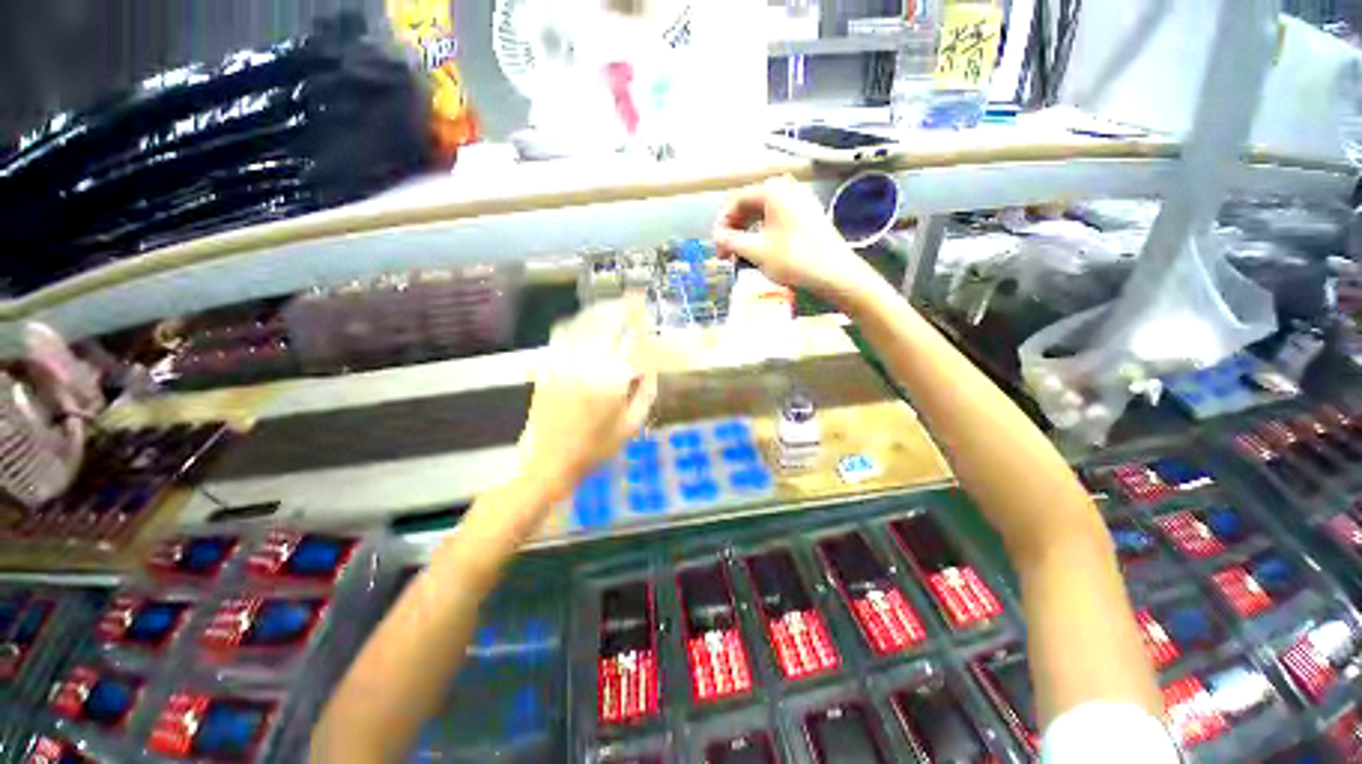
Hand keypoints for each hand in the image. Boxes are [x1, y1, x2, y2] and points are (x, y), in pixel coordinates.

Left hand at [519, 297, 657, 504]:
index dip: (638, 321)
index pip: (629, 339)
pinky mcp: (547, 366)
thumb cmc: (595, 448)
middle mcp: (585, 364)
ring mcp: (562, 362)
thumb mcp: (631, 425)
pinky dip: (578, 322)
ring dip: (600, 311)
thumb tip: (648, 365)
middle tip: (633, 301)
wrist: (548, 462)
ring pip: (582, 324)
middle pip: (604, 322)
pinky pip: (563, 334)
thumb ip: (645, 391)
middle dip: (621, 307)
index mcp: (610, 380)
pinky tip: (587, 322)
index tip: (646, 310)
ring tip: (613, 307)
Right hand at [712, 175, 872, 298]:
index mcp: (773, 190)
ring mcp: (800, 202)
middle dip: (735, 230)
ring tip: (740, 256)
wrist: (834, 273)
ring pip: (763, 215)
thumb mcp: (756, 251)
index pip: (737, 200)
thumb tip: (717, 236)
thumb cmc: (794, 259)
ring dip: (747, 234)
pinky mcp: (808, 217)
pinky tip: (759, 253)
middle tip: (725, 252)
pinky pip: (777, 221)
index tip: (716, 243)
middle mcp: (788, 190)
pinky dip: (763, 235)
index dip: (722, 222)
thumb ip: (731, 241)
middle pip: (750, 206)